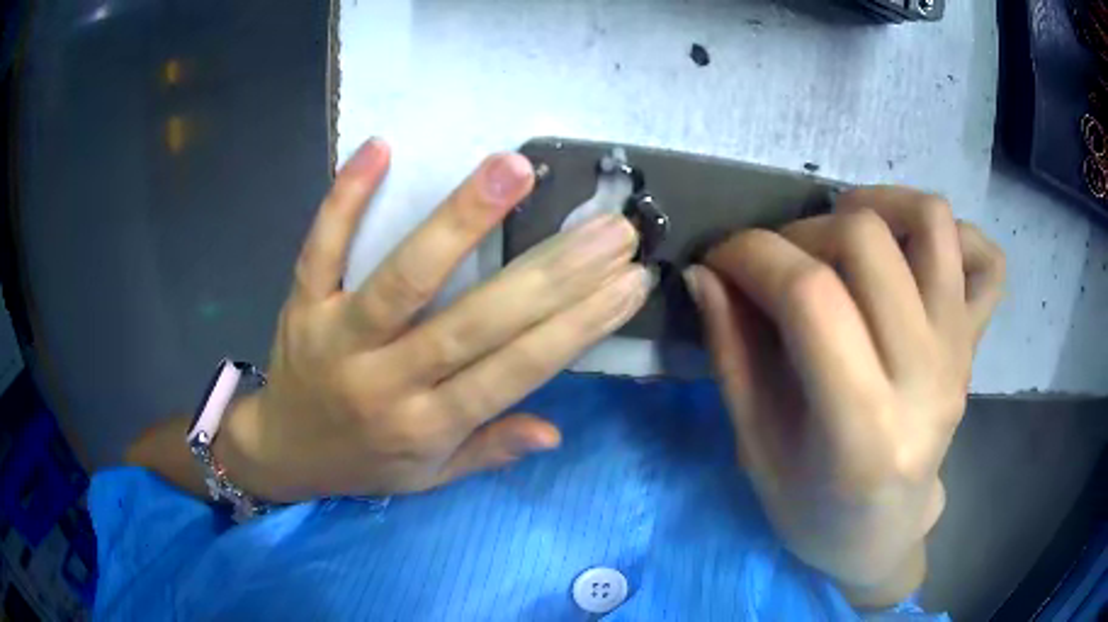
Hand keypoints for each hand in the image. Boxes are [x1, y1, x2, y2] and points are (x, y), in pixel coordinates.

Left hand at [218, 139, 648, 502]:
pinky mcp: (302, 304)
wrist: (283, 452)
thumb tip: (555, 431)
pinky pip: (321, 248)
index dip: (578, 325)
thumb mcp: (430, 477)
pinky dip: (346, 198)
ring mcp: (338, 337)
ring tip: (513, 169)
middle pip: (475, 321)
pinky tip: (380, 148)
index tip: (628, 281)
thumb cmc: (364, 464)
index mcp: (426, 426)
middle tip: (609, 226)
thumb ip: (489, 450)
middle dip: (553, 272)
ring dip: (459, 220)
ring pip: (403, 277)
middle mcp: (386, 382)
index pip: (516, 371)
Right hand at [685, 187, 1004, 604]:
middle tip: (775, 264)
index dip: (752, 255)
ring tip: (841, 235)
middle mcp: (926, 378)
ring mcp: (959, 352)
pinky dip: (950, 235)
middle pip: (867, 241)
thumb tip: (706, 274)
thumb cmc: (813, 509)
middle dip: (800, 232)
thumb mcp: (756, 448)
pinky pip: (985, 259)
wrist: (883, 532)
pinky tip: (910, 254)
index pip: (811, 296)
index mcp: (862, 430)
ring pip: (931, 221)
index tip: (718, 259)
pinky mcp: (974, 341)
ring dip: (874, 205)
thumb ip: (732, 355)